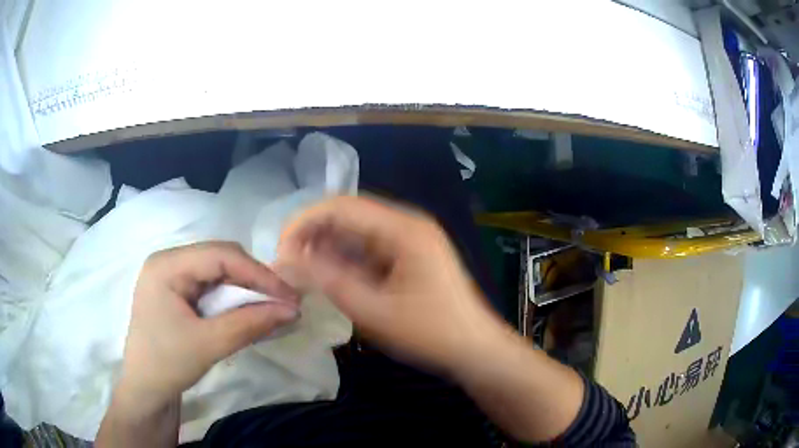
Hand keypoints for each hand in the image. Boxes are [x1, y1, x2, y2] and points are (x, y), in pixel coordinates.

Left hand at [115, 242, 299, 415]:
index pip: (220, 255)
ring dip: (245, 289)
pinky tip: (246, 311)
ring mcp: (171, 275)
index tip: (289, 297)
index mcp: (166, 265)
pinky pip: (210, 285)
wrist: (145, 389)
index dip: (258, 272)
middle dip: (253, 279)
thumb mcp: (209, 345)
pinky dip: (232, 298)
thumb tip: (292, 310)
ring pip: (218, 271)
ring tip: (270, 307)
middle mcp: (168, 261)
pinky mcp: (176, 291)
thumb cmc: (167, 364)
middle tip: (283, 302)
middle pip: (220, 258)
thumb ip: (249, 323)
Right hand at [276, 196, 503, 373]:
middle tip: (289, 265)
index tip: (281, 251)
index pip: (341, 206)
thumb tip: (288, 259)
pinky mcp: (409, 255)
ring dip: (327, 247)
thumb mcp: (374, 312)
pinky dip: (345, 259)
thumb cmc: (431, 333)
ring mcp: (410, 238)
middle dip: (313, 235)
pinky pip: (368, 247)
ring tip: (303, 273)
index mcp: (403, 229)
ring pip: (356, 231)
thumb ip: (329, 281)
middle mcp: (407, 224)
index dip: (304, 222)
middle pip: (348, 215)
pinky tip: (330, 276)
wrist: (475, 349)